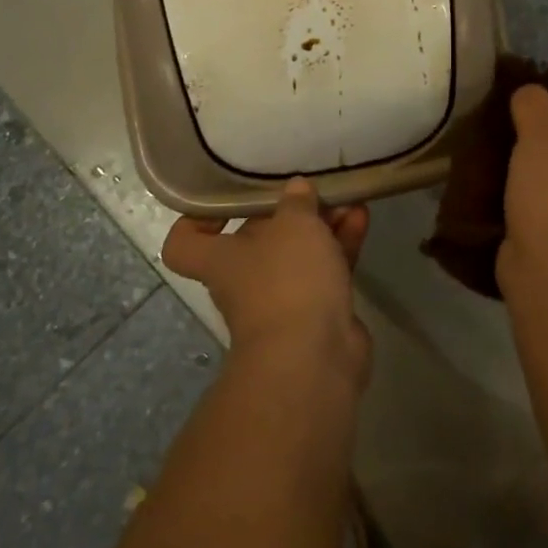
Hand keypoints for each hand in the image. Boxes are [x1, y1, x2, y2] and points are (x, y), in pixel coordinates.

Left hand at [162, 179, 370, 380]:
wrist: (313, 358)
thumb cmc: (287, 281)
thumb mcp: (293, 224)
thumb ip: (296, 202)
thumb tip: (296, 188)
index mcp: (221, 259)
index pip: (186, 242)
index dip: (199, 219)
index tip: (227, 201)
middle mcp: (245, 279)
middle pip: (258, 239)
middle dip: (289, 213)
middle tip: (313, 189)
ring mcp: (283, 298)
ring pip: (300, 252)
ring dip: (323, 225)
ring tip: (347, 198)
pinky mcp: (318, 311)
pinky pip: (327, 269)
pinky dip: (342, 244)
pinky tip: (361, 218)